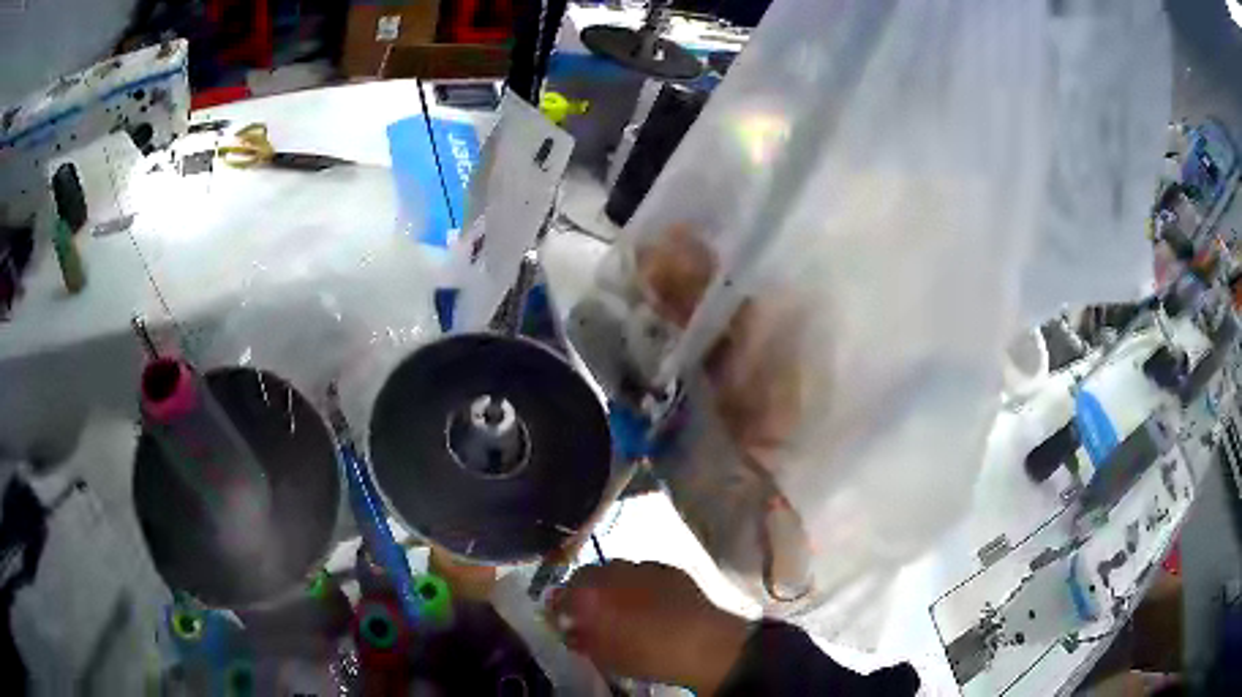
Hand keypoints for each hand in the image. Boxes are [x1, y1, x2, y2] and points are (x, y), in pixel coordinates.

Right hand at [548, 561, 750, 693]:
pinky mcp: (671, 569)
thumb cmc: (645, 654)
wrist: (700, 643)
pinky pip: (647, 573)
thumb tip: (572, 631)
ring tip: (621, 606)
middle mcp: (613, 570)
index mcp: (590, 591)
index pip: (563, 593)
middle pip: (590, 575)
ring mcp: (644, 566)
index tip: (562, 619)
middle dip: (586, 590)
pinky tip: (650, 601)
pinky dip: (642, 584)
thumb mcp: (605, 655)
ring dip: (614, 585)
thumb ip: (582, 639)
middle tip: (590, 612)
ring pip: (619, 570)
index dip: (561, 606)